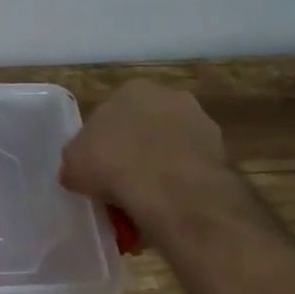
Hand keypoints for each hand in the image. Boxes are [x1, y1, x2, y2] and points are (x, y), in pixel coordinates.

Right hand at [60, 80, 234, 226]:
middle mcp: (169, 96)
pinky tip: (169, 203)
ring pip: (171, 146)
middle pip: (144, 126)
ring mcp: (200, 122)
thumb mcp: (73, 164)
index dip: (102, 142)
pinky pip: (191, 167)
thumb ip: (76, 162)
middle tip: (121, 181)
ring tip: (146, 198)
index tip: (98, 167)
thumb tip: (78, 172)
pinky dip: (181, 182)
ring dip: (161, 165)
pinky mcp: (221, 151)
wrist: (172, 189)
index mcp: (131, 89)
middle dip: (135, 150)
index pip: (110, 113)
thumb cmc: (114, 163)